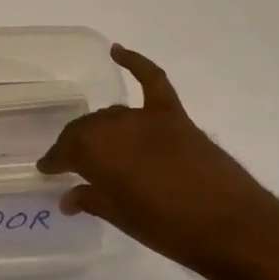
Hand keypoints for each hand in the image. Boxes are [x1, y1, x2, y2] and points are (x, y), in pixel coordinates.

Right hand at [37, 45, 272, 274]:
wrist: (232, 227)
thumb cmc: (168, 229)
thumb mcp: (122, 218)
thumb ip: (92, 201)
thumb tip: (68, 198)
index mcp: (95, 152)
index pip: (65, 151)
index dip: (54, 161)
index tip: (46, 170)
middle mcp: (114, 127)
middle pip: (86, 129)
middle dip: (74, 145)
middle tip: (70, 162)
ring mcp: (146, 117)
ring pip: (112, 114)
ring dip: (100, 128)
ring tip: (96, 145)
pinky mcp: (175, 115)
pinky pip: (152, 80)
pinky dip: (135, 62)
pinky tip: (117, 51)